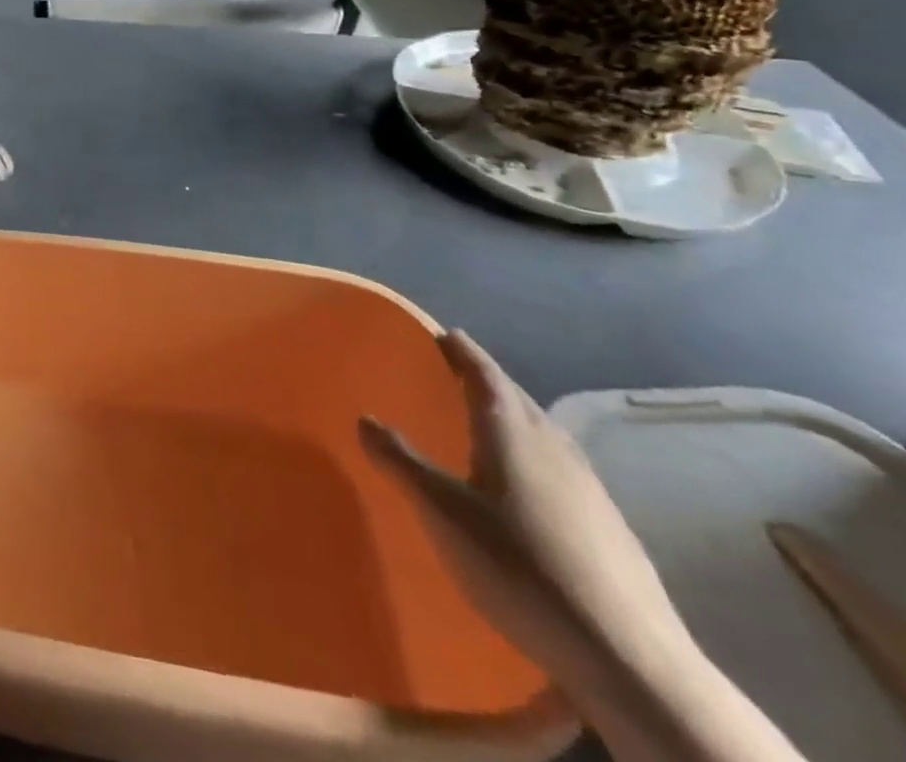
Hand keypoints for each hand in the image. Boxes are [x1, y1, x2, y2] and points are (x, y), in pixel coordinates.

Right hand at [359, 331, 692, 684]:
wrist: (629, 660)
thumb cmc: (519, 566)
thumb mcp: (441, 510)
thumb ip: (400, 461)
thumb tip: (365, 418)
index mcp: (512, 431)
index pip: (484, 373)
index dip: (462, 351)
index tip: (444, 334)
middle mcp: (553, 447)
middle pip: (517, 399)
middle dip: (486, 381)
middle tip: (455, 373)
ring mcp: (590, 489)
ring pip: (543, 434)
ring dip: (513, 418)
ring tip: (486, 424)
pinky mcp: (610, 529)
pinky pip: (560, 470)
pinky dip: (534, 458)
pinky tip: (526, 489)